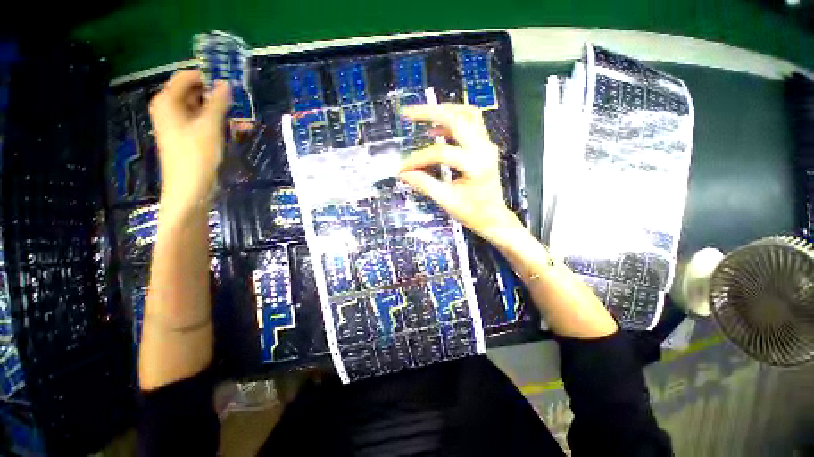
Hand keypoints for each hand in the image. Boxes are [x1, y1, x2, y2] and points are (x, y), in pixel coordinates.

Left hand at [149, 70, 230, 213]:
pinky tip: (240, 130)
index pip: (186, 77)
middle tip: (241, 101)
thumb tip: (226, 83)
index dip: (207, 77)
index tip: (230, 82)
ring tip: (246, 120)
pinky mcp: (189, 137)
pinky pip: (205, 123)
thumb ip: (218, 103)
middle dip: (219, 97)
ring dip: (224, 113)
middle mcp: (171, 109)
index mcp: (168, 102)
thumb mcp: (209, 127)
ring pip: (203, 109)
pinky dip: (221, 124)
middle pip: (195, 93)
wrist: (190, 189)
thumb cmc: (196, 156)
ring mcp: (180, 124)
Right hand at [399, 104, 521, 243]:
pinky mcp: (485, 146)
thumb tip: (403, 173)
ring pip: (467, 114)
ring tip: (422, 113)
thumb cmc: (472, 213)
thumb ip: (424, 184)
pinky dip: (453, 120)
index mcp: (475, 166)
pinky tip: (436, 129)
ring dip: (444, 111)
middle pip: (457, 119)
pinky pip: (471, 123)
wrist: (494, 217)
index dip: (418, 159)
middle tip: (407, 113)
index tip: (402, 168)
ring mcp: (487, 145)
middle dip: (430, 113)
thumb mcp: (446, 201)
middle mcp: (484, 149)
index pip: (441, 153)